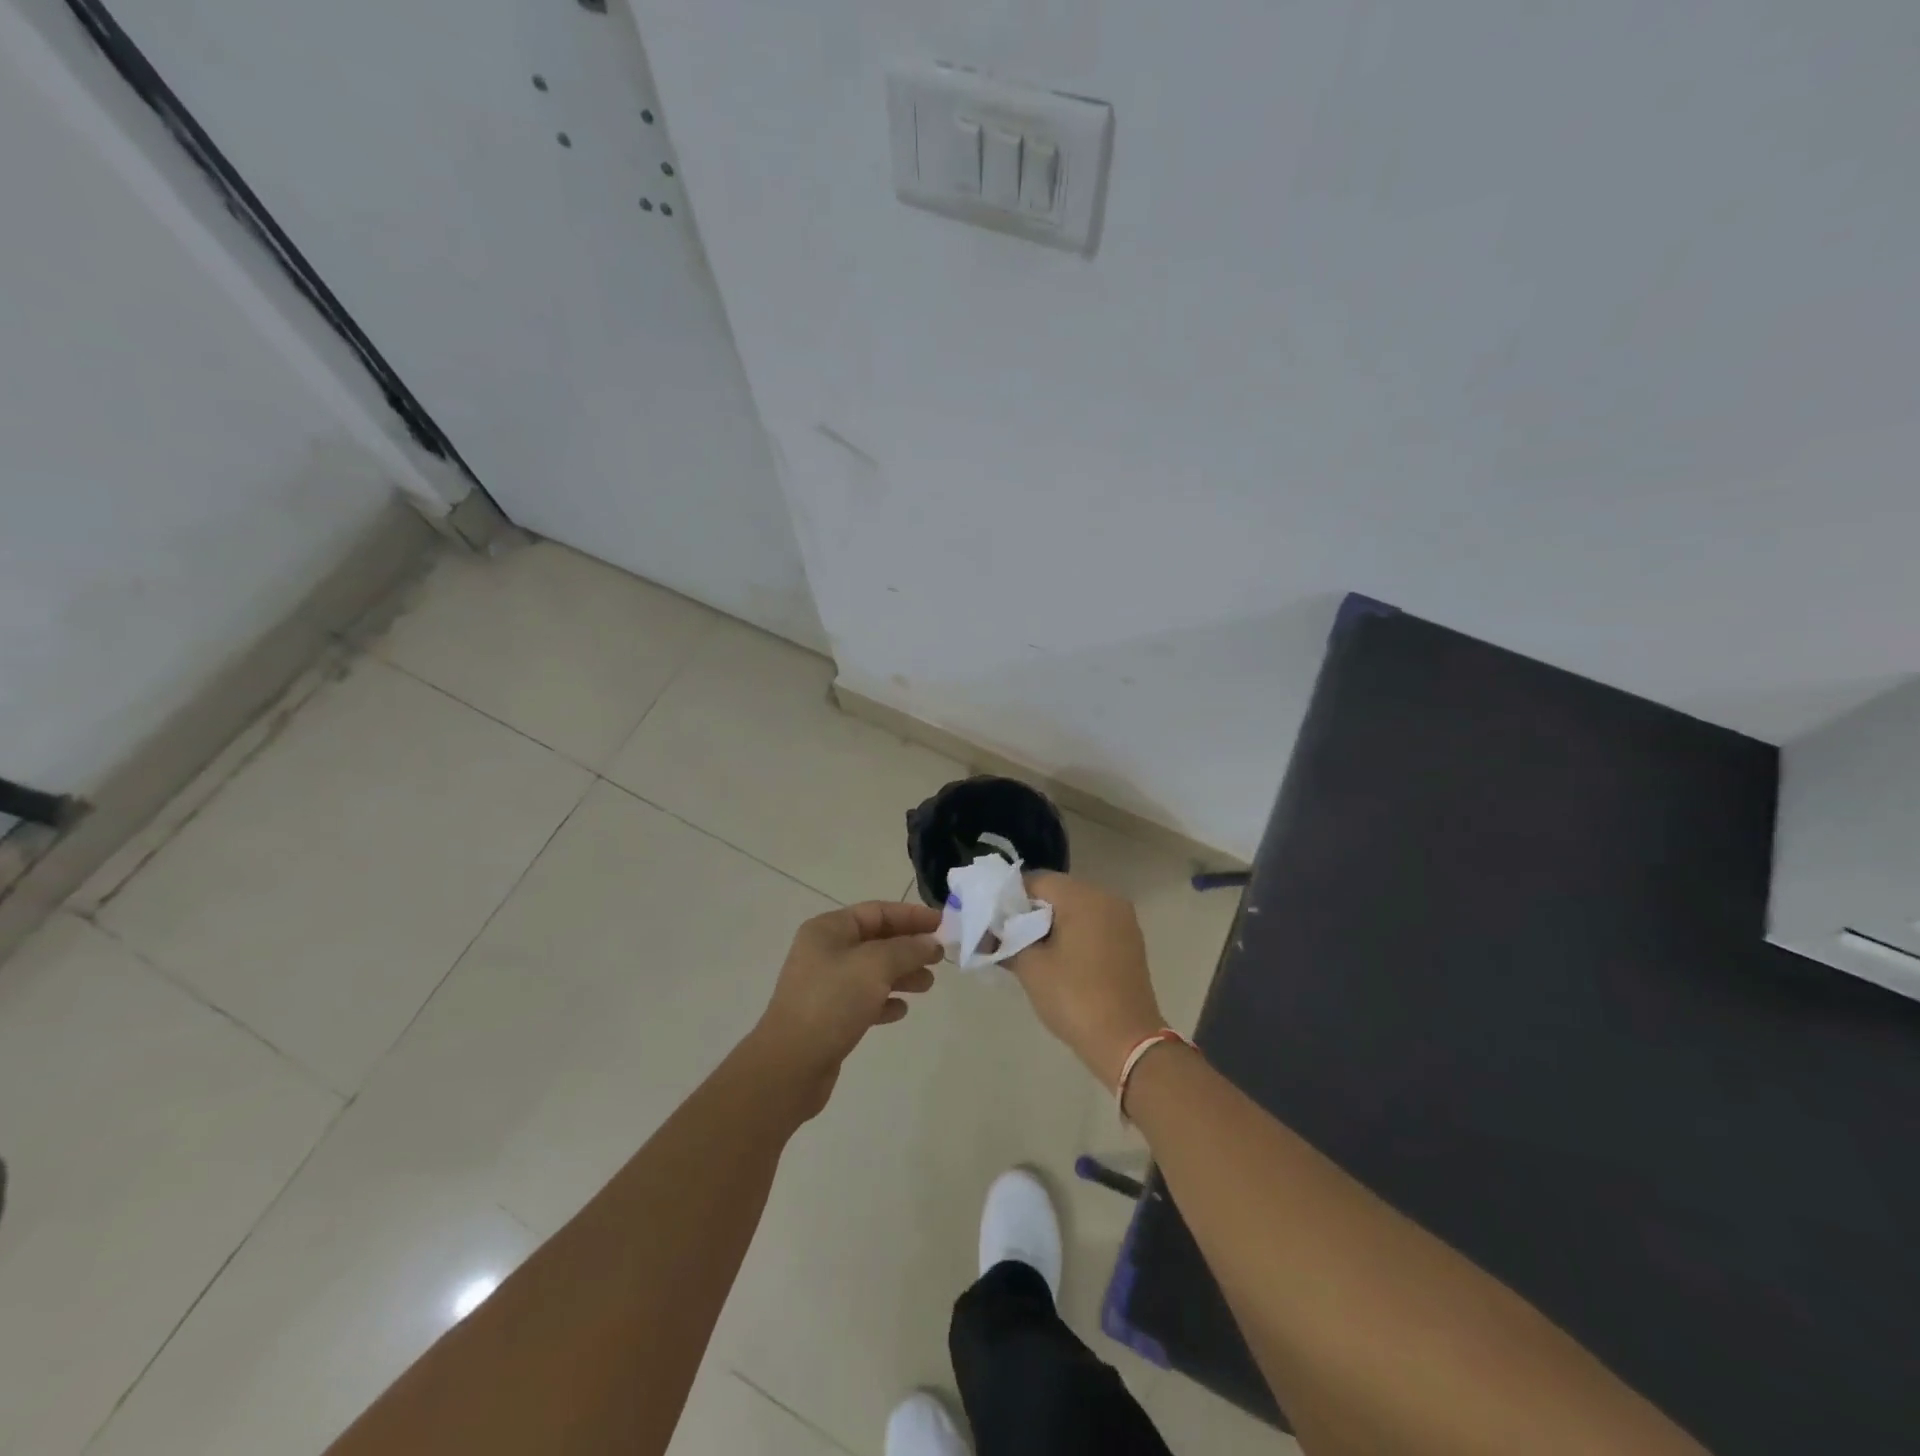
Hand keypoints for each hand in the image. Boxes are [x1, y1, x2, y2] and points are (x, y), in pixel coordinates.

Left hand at [750, 900, 942, 1116]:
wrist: (790, 1065)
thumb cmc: (832, 1002)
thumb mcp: (875, 966)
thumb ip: (907, 950)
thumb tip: (931, 943)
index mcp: (828, 930)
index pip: (877, 911)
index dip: (911, 915)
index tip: (942, 924)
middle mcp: (824, 952)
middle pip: (876, 941)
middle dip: (909, 947)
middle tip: (939, 958)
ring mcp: (824, 985)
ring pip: (872, 972)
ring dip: (901, 975)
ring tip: (927, 985)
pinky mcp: (828, 1017)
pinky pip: (863, 1000)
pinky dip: (884, 1001)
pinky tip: (901, 1011)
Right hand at [1006, 873, 1166, 1087]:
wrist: (1126, 1042)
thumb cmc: (1075, 997)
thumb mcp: (1031, 968)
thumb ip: (1006, 941)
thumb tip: (988, 934)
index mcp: (1084, 897)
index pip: (1037, 881)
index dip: (1009, 898)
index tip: (992, 922)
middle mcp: (1107, 898)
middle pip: (1057, 892)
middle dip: (1029, 911)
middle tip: (1005, 937)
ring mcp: (1122, 919)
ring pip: (1075, 909)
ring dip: (1050, 924)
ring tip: (1028, 950)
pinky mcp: (1129, 941)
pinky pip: (1092, 924)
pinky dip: (1072, 934)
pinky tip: (1056, 959)